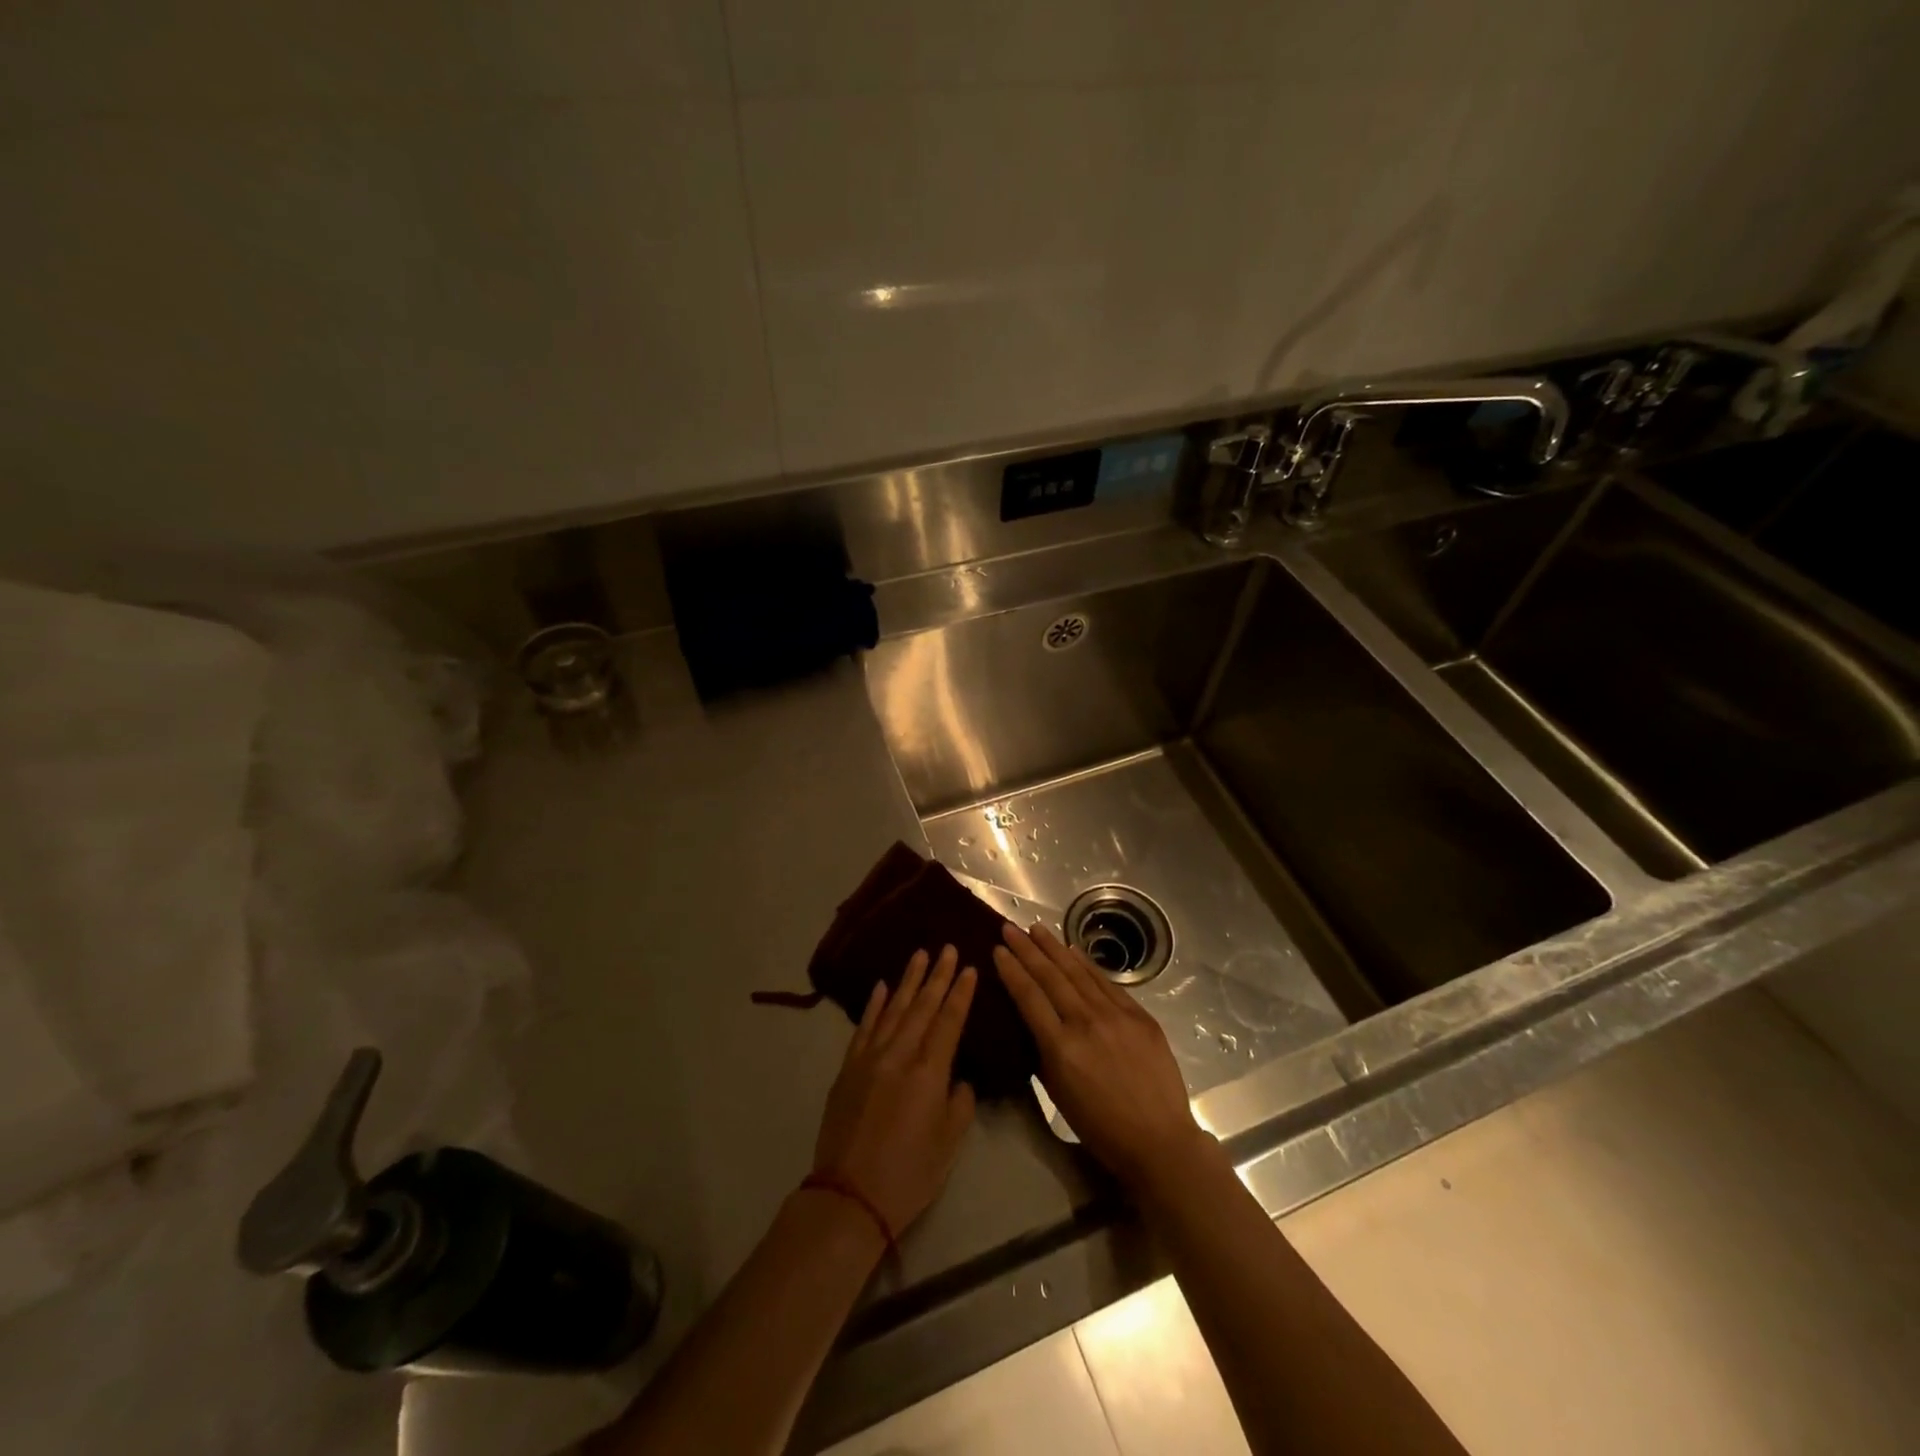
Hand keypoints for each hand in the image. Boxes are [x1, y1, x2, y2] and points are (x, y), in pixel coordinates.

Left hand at [811, 946, 977, 1237]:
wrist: (849, 1196)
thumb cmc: (909, 1174)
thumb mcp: (949, 1143)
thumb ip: (960, 1102)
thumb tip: (957, 1077)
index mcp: (928, 1072)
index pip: (949, 1021)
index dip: (961, 993)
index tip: (970, 967)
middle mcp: (899, 1055)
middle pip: (922, 1006)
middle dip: (938, 975)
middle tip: (948, 948)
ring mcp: (870, 1058)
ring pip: (893, 1008)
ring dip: (908, 980)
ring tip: (920, 955)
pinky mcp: (849, 1068)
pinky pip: (864, 1026)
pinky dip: (875, 1005)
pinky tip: (882, 986)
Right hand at [994, 923, 1213, 1190]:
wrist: (1159, 1140)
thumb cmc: (1100, 1127)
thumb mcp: (1058, 1093)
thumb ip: (1043, 1052)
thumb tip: (1033, 1020)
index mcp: (1061, 1048)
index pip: (1029, 997)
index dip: (1011, 970)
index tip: (997, 949)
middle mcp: (1086, 1023)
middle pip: (1051, 977)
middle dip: (1027, 949)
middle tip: (1010, 927)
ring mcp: (1116, 1016)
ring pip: (1078, 973)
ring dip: (1055, 948)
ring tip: (1037, 929)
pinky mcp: (1140, 1015)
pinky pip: (1106, 983)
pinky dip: (1087, 964)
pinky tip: (1073, 950)